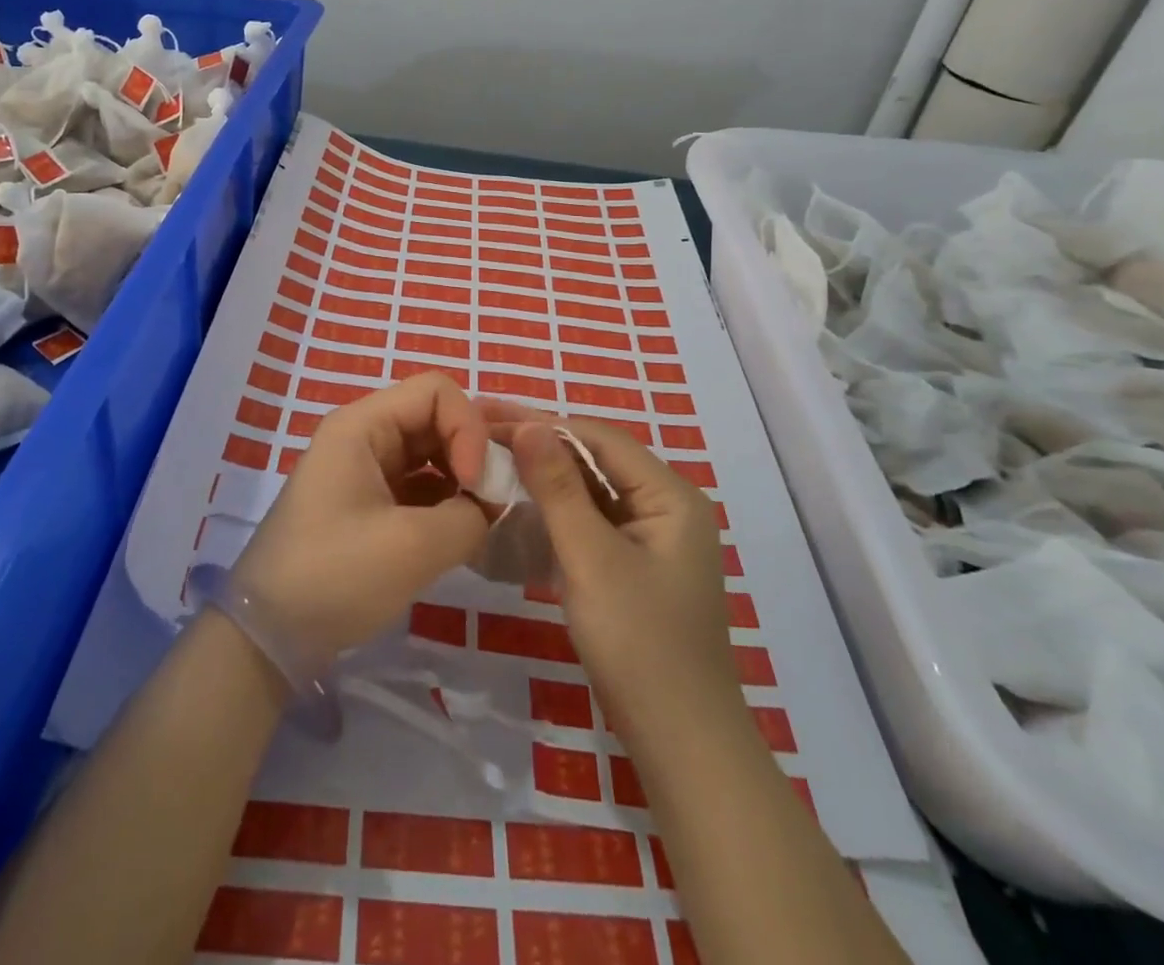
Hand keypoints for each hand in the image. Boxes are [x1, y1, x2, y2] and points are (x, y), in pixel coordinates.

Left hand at [232, 374, 492, 666]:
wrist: (270, 635)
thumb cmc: (335, 576)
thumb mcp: (412, 547)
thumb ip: (468, 516)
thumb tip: (488, 508)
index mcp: (363, 425)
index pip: (436, 391)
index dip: (467, 427)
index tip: (477, 483)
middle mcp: (364, 435)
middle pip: (434, 418)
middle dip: (471, 452)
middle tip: (494, 500)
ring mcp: (365, 470)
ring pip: (430, 453)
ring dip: (462, 478)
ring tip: (484, 517)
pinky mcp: (369, 503)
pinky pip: (419, 485)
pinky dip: (446, 501)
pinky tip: (463, 532)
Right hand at [479, 400, 745, 747]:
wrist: (681, 745)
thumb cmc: (639, 643)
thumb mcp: (591, 558)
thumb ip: (559, 488)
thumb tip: (528, 424)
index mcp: (671, 495)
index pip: (600, 438)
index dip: (543, 423)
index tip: (488, 417)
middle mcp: (667, 506)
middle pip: (597, 460)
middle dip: (541, 447)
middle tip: (482, 437)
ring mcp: (653, 538)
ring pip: (593, 491)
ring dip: (546, 479)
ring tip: (492, 464)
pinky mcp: (636, 566)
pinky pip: (593, 522)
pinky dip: (558, 512)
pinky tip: (520, 508)